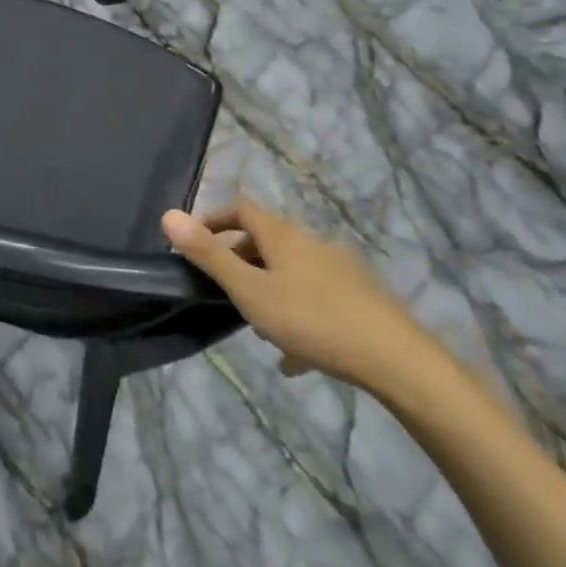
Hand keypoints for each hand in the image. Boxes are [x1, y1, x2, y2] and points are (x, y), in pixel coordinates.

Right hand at [162, 200, 428, 390]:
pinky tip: (296, 357)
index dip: (214, 219)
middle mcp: (311, 242)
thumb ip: (209, 256)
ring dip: (268, 287)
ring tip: (256, 324)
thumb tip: (169, 215)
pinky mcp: (360, 296)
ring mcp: (339, 269)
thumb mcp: (250, 292)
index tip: (195, 243)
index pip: (241, 208)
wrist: (396, 358)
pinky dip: (298, 314)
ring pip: (292, 271)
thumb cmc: (312, 319)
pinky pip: (317, 298)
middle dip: (239, 258)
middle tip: (221, 289)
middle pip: (266, 239)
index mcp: (283, 235)